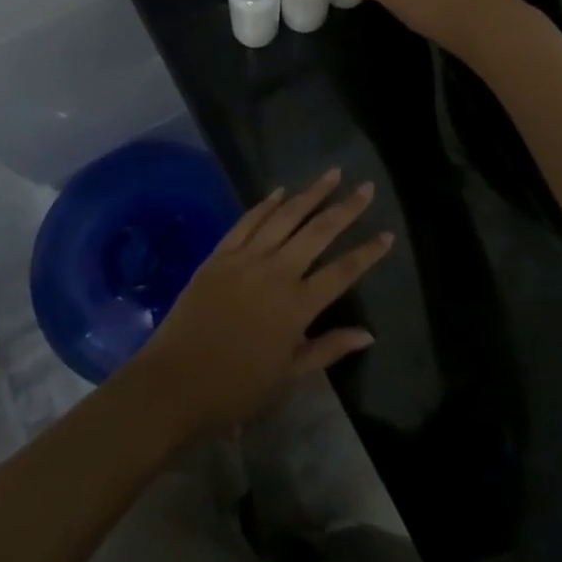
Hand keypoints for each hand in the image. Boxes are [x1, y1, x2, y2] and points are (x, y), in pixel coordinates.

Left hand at [130, 170, 389, 440]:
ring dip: (310, 194)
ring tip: (331, 174)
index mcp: (298, 305)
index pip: (343, 271)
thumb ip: (328, 348)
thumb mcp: (289, 376)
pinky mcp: (220, 254)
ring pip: (285, 216)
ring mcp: (246, 258)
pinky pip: (247, 221)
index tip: (387, 233)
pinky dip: (266, 203)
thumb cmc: (236, 387)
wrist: (175, 381)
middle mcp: (277, 272)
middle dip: (346, 208)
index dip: (368, 252)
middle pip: (318, 232)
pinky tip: (280, 191)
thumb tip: (368, 333)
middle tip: (366, 187)